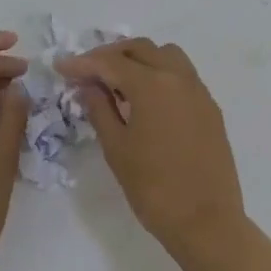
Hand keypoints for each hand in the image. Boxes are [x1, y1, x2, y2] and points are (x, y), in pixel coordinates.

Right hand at [55, 38, 246, 258]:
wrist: (205, 220)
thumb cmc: (153, 187)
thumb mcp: (116, 148)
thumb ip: (100, 109)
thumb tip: (89, 85)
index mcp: (153, 85)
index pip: (111, 63)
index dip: (83, 63)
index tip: (61, 67)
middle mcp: (179, 78)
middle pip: (141, 50)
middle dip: (110, 55)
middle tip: (87, 73)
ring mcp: (199, 91)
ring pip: (166, 56)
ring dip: (139, 60)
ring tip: (118, 83)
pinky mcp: (210, 108)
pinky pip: (182, 75)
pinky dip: (160, 74)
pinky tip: (145, 100)